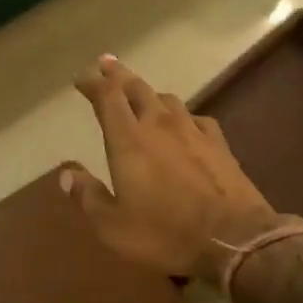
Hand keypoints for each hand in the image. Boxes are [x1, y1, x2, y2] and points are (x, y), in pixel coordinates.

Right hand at [61, 55, 281, 282]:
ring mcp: (193, 131)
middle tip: (107, 64)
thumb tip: (66, 173)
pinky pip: (196, 118)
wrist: (235, 238)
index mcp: (129, 140)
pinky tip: (185, 122)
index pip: (107, 98)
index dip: (93, 83)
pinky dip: (182, 115)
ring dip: (149, 93)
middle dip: (119, 75)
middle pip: (137, 88)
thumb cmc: (165, 233)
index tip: (82, 77)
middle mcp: (159, 125)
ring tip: (141, 94)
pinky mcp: (219, 145)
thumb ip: (87, 196)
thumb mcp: (112, 226)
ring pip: (167, 99)